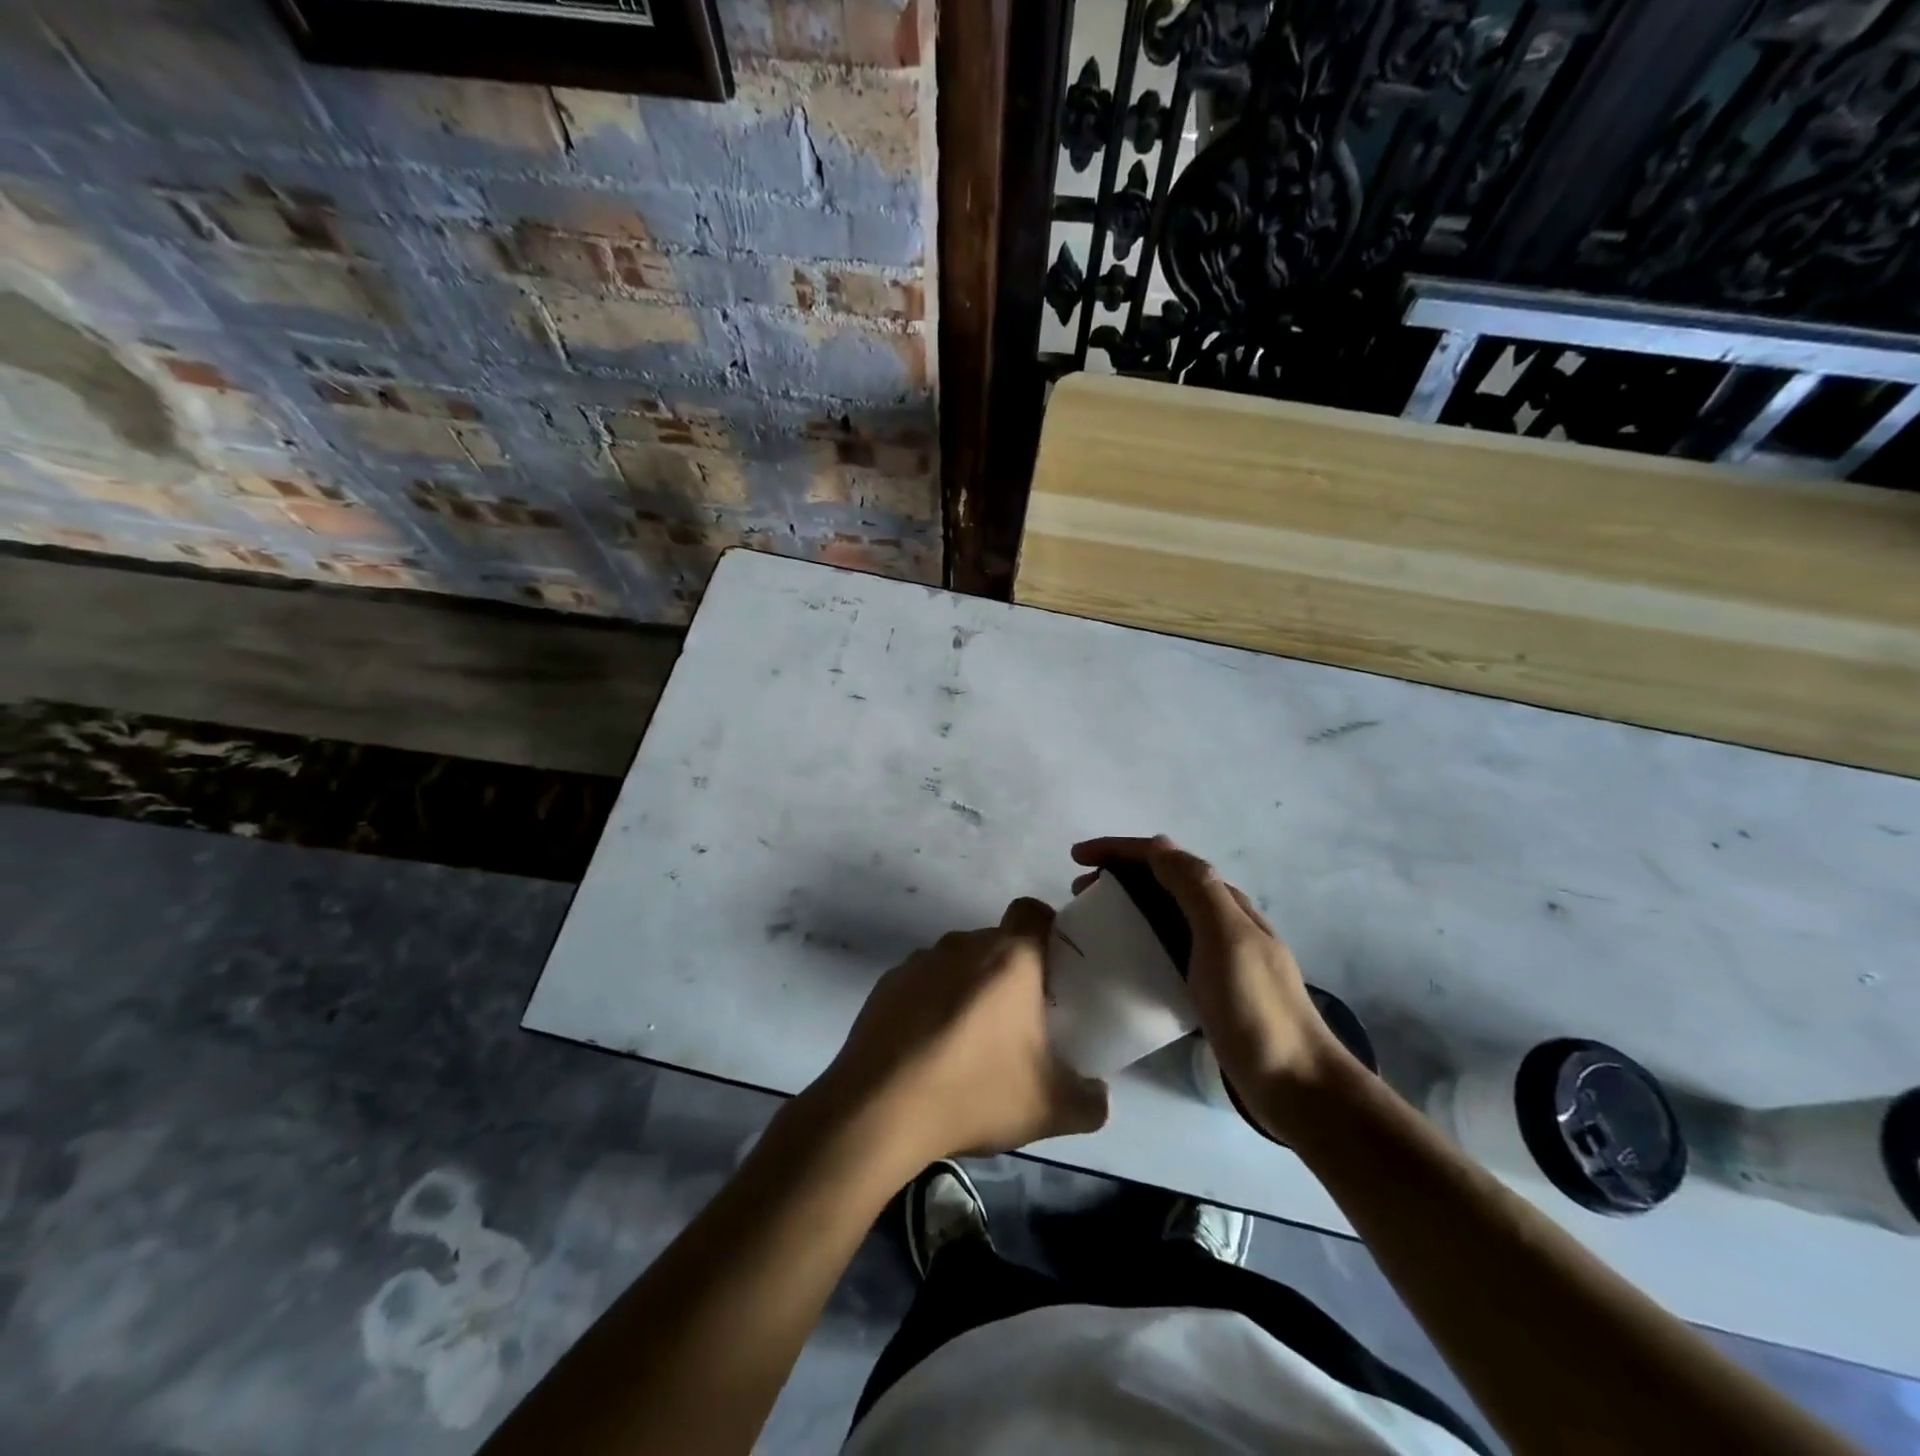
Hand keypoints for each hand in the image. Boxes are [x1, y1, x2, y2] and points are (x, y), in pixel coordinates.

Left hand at [815, 899, 1109, 1167]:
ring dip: (970, 987)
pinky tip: (930, 1048)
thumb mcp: (1049, 1109)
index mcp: (1009, 959)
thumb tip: (1099, 1096)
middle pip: (997, 941)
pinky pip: (923, 981)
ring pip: (959, 961)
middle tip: (1020, 1019)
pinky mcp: (887, 983)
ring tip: (971, 1040)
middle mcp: (963, 945)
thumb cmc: (973, 1093)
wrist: (878, 1110)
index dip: (1048, 929)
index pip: (1033, 911)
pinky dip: (933, 1002)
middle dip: (1011, 971)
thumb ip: (1090, 1101)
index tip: (1055, 968)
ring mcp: (919, 961)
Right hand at [1071, 835, 1348, 1135]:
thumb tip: (1158, 844)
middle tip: (1078, 892)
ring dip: (1126, 904)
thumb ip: (1195, 888)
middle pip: (1162, 882)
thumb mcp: (1226, 939)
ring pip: (1164, 914)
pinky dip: (1140, 939)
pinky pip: (1167, 948)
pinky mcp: (1210, 989)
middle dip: (1118, 874)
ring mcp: (1218, 956)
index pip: (1165, 859)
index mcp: (1225, 904)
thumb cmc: (1255, 1008)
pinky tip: (1124, 959)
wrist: (1296, 1085)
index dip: (1119, 850)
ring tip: (1093, 919)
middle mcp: (1222, 922)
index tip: (1076, 857)